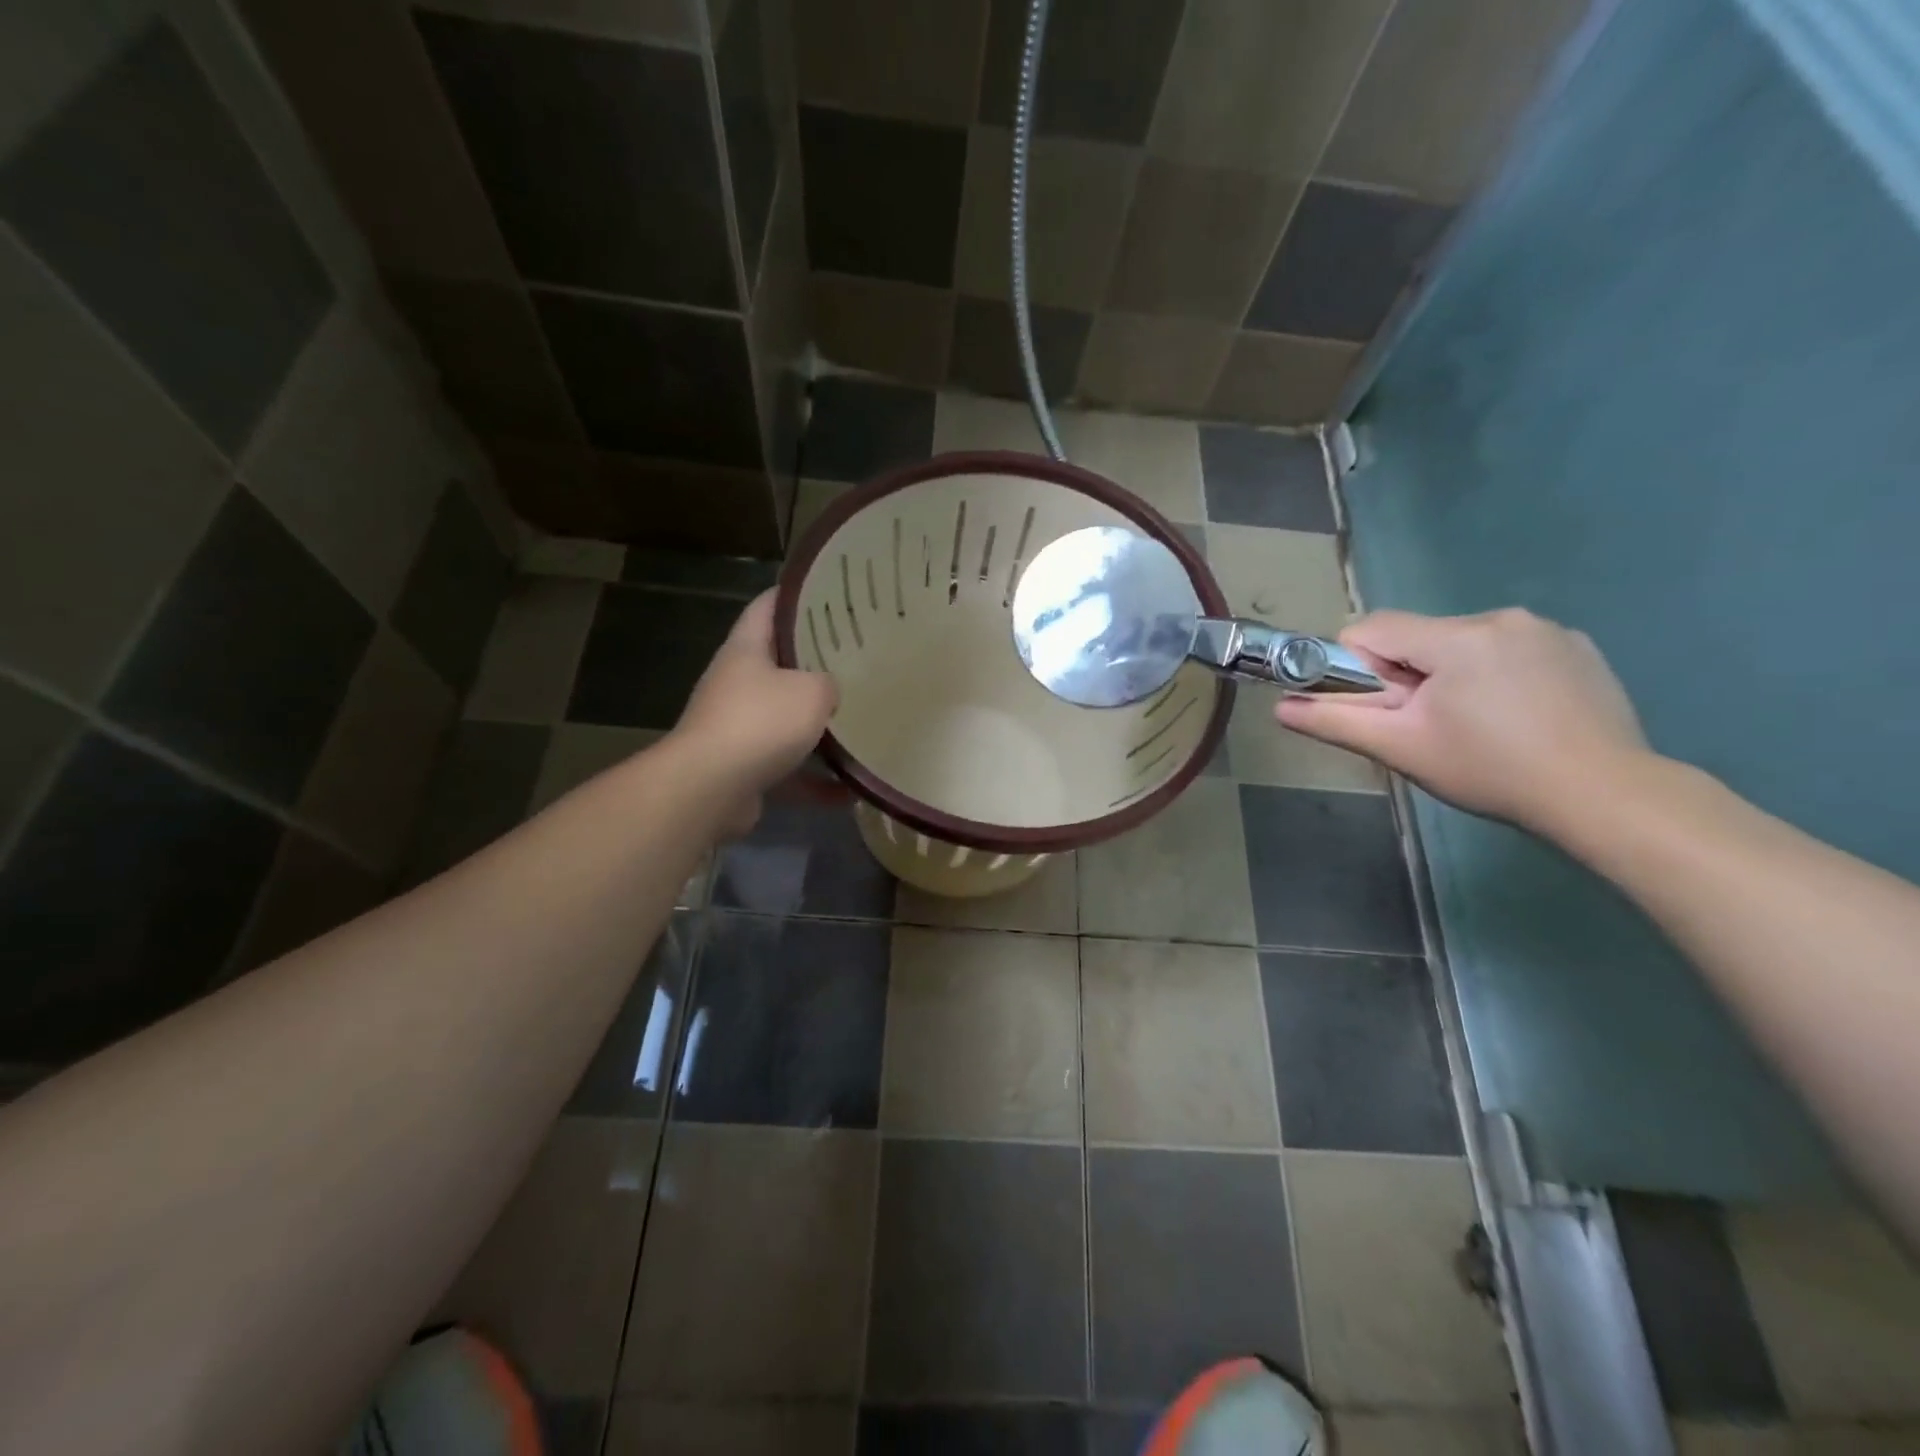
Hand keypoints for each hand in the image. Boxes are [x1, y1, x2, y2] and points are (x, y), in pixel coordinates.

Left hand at [673, 592, 836, 830]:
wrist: (709, 788)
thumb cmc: (760, 723)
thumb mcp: (812, 691)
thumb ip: (829, 684)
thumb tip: (829, 692)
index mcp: (745, 650)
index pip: (767, 607)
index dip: (795, 596)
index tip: (829, 592)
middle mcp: (736, 684)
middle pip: (778, 665)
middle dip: (815, 664)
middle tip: (857, 658)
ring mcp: (736, 728)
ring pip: (784, 720)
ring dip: (816, 727)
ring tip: (859, 723)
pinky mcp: (742, 768)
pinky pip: (787, 769)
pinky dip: (815, 780)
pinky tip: (849, 791)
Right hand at [1276, 608, 1648, 832]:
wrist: (1605, 796)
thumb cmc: (1490, 770)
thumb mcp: (1401, 748)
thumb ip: (1335, 721)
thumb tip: (1280, 707)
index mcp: (1455, 637)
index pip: (1372, 629)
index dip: (1361, 669)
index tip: (1386, 709)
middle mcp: (1501, 617)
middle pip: (1419, 638)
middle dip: (1410, 677)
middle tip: (1431, 727)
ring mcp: (1547, 630)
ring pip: (1463, 644)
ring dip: (1453, 676)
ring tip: (1479, 727)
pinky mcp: (1579, 648)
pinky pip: (1508, 650)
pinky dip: (1497, 676)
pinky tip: (1518, 718)